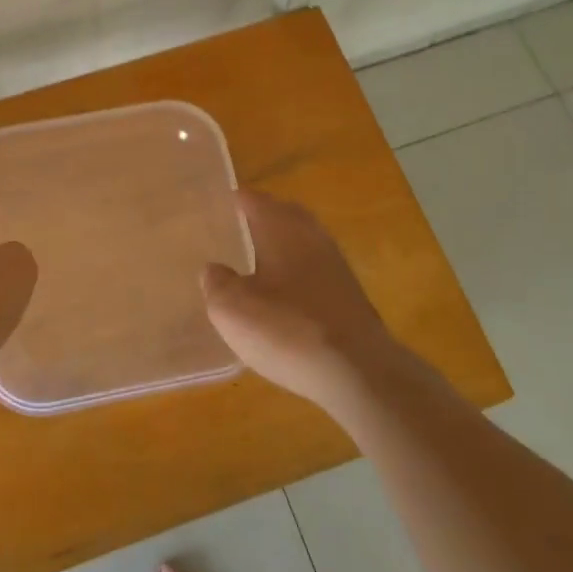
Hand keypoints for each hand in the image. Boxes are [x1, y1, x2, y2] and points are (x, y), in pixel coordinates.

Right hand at [202, 191, 409, 413]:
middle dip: (262, 218)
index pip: (253, 199)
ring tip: (257, 263)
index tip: (216, 207)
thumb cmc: (286, 329)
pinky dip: (297, 274)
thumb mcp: (231, 308)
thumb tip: (214, 270)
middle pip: (284, 214)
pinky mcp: (350, 295)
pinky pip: (316, 271)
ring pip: (303, 242)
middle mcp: (311, 235)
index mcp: (280, 227)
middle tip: (237, 230)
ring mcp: (336, 265)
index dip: (233, 201)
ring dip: (282, 247)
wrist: (358, 372)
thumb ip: (216, 282)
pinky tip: (284, 297)